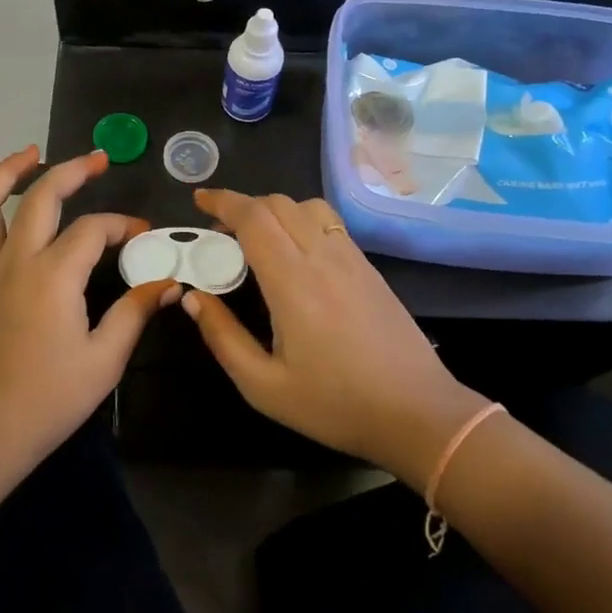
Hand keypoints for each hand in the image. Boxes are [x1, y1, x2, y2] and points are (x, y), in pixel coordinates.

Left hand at [0, 147, 176, 467]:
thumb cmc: (49, 400)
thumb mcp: (105, 359)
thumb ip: (135, 312)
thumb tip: (169, 283)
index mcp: (54, 275)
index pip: (94, 229)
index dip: (122, 224)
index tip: (143, 234)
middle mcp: (13, 260)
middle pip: (41, 197)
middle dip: (72, 171)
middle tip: (96, 159)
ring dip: (5, 174)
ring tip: (27, 155)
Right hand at [178, 188, 484, 488]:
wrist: (417, 413)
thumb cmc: (335, 404)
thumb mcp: (264, 386)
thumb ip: (223, 337)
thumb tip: (193, 298)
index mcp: (293, 282)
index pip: (254, 218)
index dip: (223, 201)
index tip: (199, 199)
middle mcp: (322, 257)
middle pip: (278, 204)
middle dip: (242, 205)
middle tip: (220, 232)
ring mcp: (351, 258)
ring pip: (307, 206)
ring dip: (274, 209)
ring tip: (257, 237)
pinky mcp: (368, 267)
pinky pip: (329, 223)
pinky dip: (301, 220)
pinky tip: (295, 252)